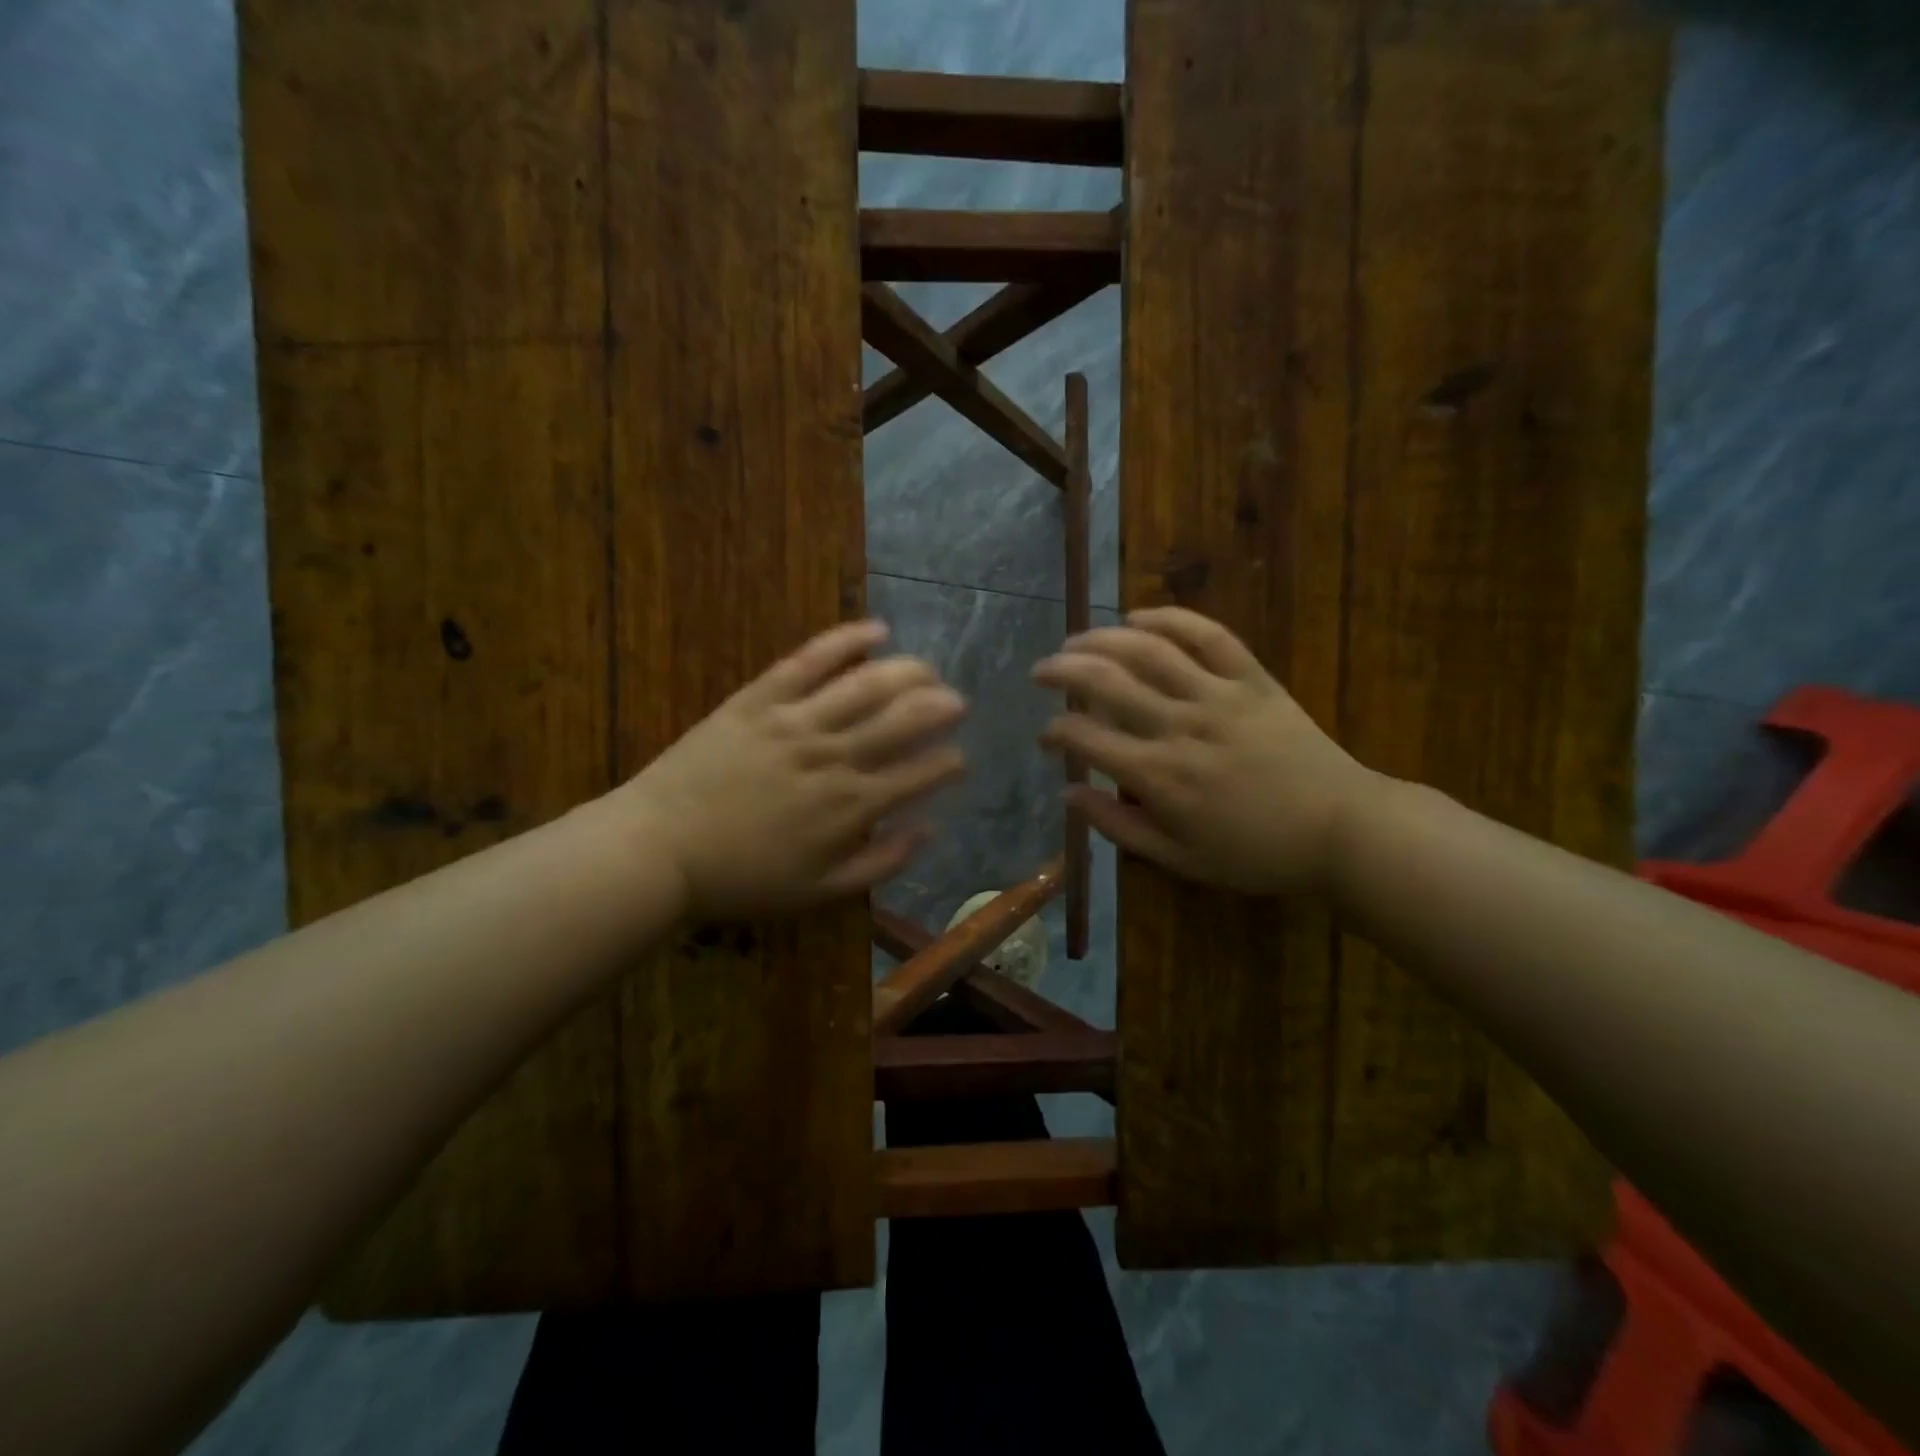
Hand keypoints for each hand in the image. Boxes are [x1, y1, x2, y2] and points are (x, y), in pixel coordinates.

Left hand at [613, 621, 965, 917]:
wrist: (660, 850)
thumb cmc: (743, 878)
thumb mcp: (820, 892)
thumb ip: (880, 862)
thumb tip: (928, 829)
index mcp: (852, 806)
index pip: (920, 774)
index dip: (949, 763)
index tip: (959, 759)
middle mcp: (835, 756)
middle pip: (904, 719)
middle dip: (941, 708)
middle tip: (956, 702)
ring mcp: (798, 721)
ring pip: (868, 685)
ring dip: (908, 672)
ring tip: (928, 669)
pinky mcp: (761, 698)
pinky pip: (810, 660)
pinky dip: (846, 640)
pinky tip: (875, 630)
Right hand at [1032, 607, 1382, 895]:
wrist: (1341, 828)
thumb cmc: (1255, 852)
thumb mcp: (1179, 859)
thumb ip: (1118, 826)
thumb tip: (1068, 794)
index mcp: (1159, 776)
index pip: (1085, 738)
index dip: (1055, 732)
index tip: (1046, 737)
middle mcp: (1179, 726)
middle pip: (1106, 681)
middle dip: (1062, 671)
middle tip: (1041, 671)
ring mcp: (1218, 696)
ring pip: (1148, 650)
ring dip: (1102, 638)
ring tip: (1075, 640)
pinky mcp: (1252, 679)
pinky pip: (1208, 635)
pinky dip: (1169, 619)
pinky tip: (1139, 616)